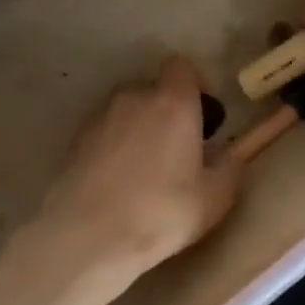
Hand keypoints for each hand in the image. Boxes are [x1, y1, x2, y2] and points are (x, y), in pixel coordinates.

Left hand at [27, 57, 241, 304]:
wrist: (87, 237)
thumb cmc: (160, 213)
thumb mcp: (214, 198)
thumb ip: (230, 168)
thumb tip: (230, 156)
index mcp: (173, 103)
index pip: (182, 67)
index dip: (195, 86)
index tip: (203, 118)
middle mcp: (134, 97)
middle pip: (155, 90)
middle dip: (167, 112)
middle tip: (177, 150)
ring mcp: (100, 116)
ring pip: (128, 111)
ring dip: (139, 128)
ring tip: (145, 170)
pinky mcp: (75, 139)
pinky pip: (105, 131)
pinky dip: (115, 145)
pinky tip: (118, 182)